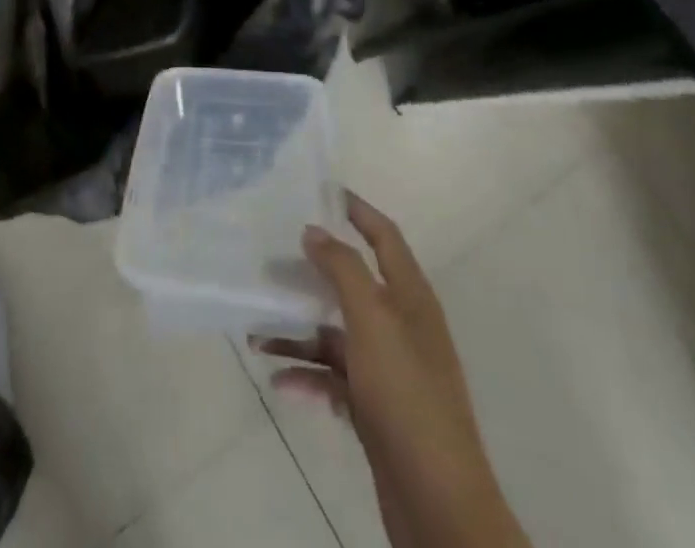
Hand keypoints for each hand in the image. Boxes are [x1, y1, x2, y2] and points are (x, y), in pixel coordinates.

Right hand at [258, 193, 528, 547]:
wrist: (439, 504)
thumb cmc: (406, 395)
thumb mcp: (372, 321)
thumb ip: (342, 270)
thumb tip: (314, 230)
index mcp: (410, 297)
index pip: (384, 236)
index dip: (356, 210)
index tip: (321, 190)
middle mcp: (401, 326)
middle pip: (352, 283)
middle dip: (312, 272)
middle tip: (270, 260)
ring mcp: (389, 370)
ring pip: (336, 334)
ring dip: (298, 330)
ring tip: (255, 330)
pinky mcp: (376, 409)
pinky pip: (334, 378)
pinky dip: (308, 375)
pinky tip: (279, 379)